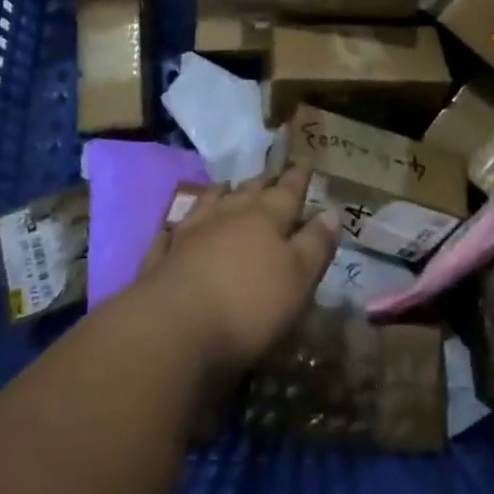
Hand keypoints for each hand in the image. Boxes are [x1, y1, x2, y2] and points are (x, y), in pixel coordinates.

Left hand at [134, 166, 339, 376]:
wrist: (173, 329)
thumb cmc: (248, 305)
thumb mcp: (298, 280)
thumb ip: (315, 245)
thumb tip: (330, 213)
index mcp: (266, 217)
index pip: (288, 191)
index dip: (298, 179)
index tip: (305, 164)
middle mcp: (228, 214)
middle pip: (249, 191)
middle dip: (264, 181)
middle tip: (272, 172)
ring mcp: (191, 232)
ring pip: (210, 202)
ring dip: (221, 193)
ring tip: (227, 185)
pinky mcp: (163, 257)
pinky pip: (172, 232)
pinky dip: (179, 224)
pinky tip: (177, 225)